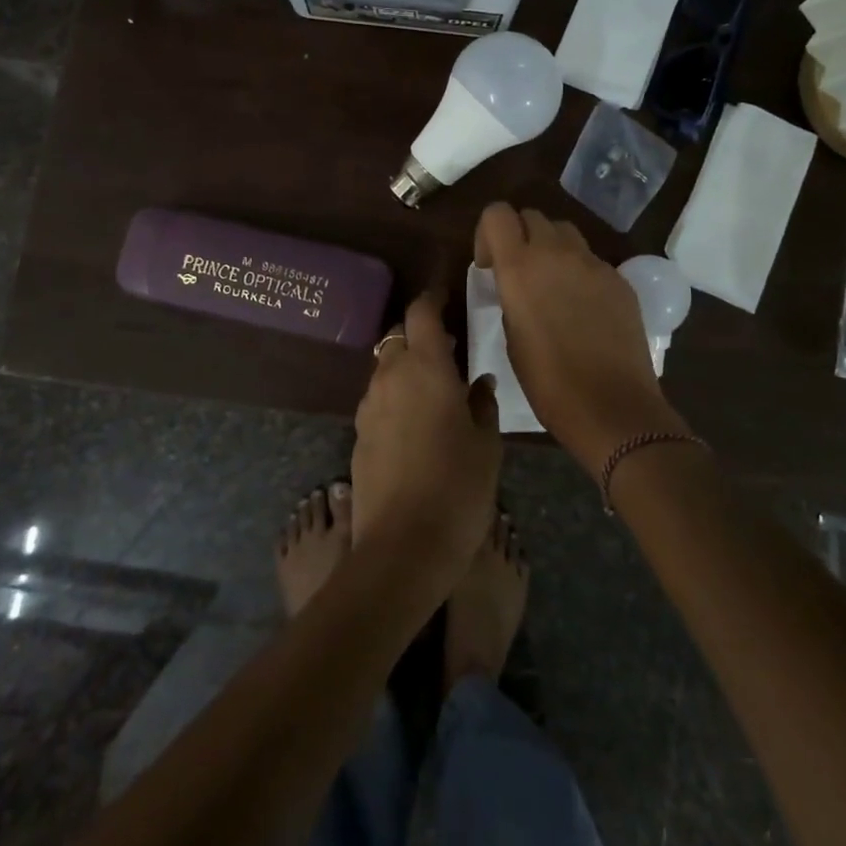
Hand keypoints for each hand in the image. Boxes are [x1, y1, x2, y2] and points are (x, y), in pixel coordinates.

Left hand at [352, 288, 501, 584]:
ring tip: (434, 388)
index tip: (444, 296)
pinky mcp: (358, 436)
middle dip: (419, 335)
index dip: (432, 299)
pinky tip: (415, 423)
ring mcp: (369, 407)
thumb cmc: (457, 488)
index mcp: (425, 368)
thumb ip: (483, 404)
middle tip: (448, 349)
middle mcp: (390, 377)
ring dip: (406, 367)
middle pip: (397, 338)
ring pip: (385, 369)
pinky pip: (377, 400)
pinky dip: (394, 397)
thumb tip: (479, 382)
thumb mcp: (486, 445)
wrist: (402, 549)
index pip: (421, 313)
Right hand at [475, 203, 688, 475]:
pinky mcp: (619, 279)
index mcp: (520, 267)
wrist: (613, 406)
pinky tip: (583, 307)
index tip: (490, 264)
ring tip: (551, 284)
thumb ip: (511, 296)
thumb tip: (516, 285)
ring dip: (551, 247)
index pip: (497, 213)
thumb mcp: (511, 336)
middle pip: (532, 216)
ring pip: (564, 231)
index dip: (488, 233)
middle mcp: (556, 252)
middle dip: (520, 236)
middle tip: (519, 272)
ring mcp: (593, 263)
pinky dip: (579, 270)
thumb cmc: (549, 382)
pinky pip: (591, 259)